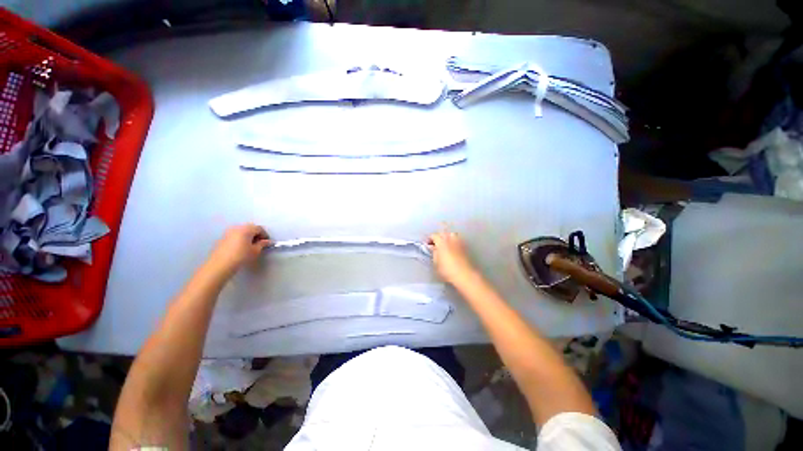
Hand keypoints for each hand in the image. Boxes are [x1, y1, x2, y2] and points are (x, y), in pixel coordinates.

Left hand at [207, 224, 270, 274]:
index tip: (267, 242)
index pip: (259, 228)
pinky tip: (241, 247)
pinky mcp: (222, 237)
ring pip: (242, 231)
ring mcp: (228, 232)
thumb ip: (262, 244)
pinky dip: (240, 238)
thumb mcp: (255, 251)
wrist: (220, 264)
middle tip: (259, 243)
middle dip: (256, 234)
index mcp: (246, 229)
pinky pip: (235, 235)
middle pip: (250, 228)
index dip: (265, 235)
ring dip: (248, 236)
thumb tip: (267, 241)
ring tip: (250, 245)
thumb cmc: (241, 256)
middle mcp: (237, 227)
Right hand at [428, 231, 478, 285]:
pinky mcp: (465, 247)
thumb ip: (433, 252)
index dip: (429, 239)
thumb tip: (433, 247)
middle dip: (438, 237)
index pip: (434, 235)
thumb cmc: (447, 269)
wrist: (464, 275)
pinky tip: (452, 249)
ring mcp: (459, 242)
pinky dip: (453, 242)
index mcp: (441, 241)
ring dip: (447, 238)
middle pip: (443, 233)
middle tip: (435, 244)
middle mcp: (451, 239)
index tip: (427, 244)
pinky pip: (457, 240)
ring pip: (451, 235)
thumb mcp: (436, 262)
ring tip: (444, 245)